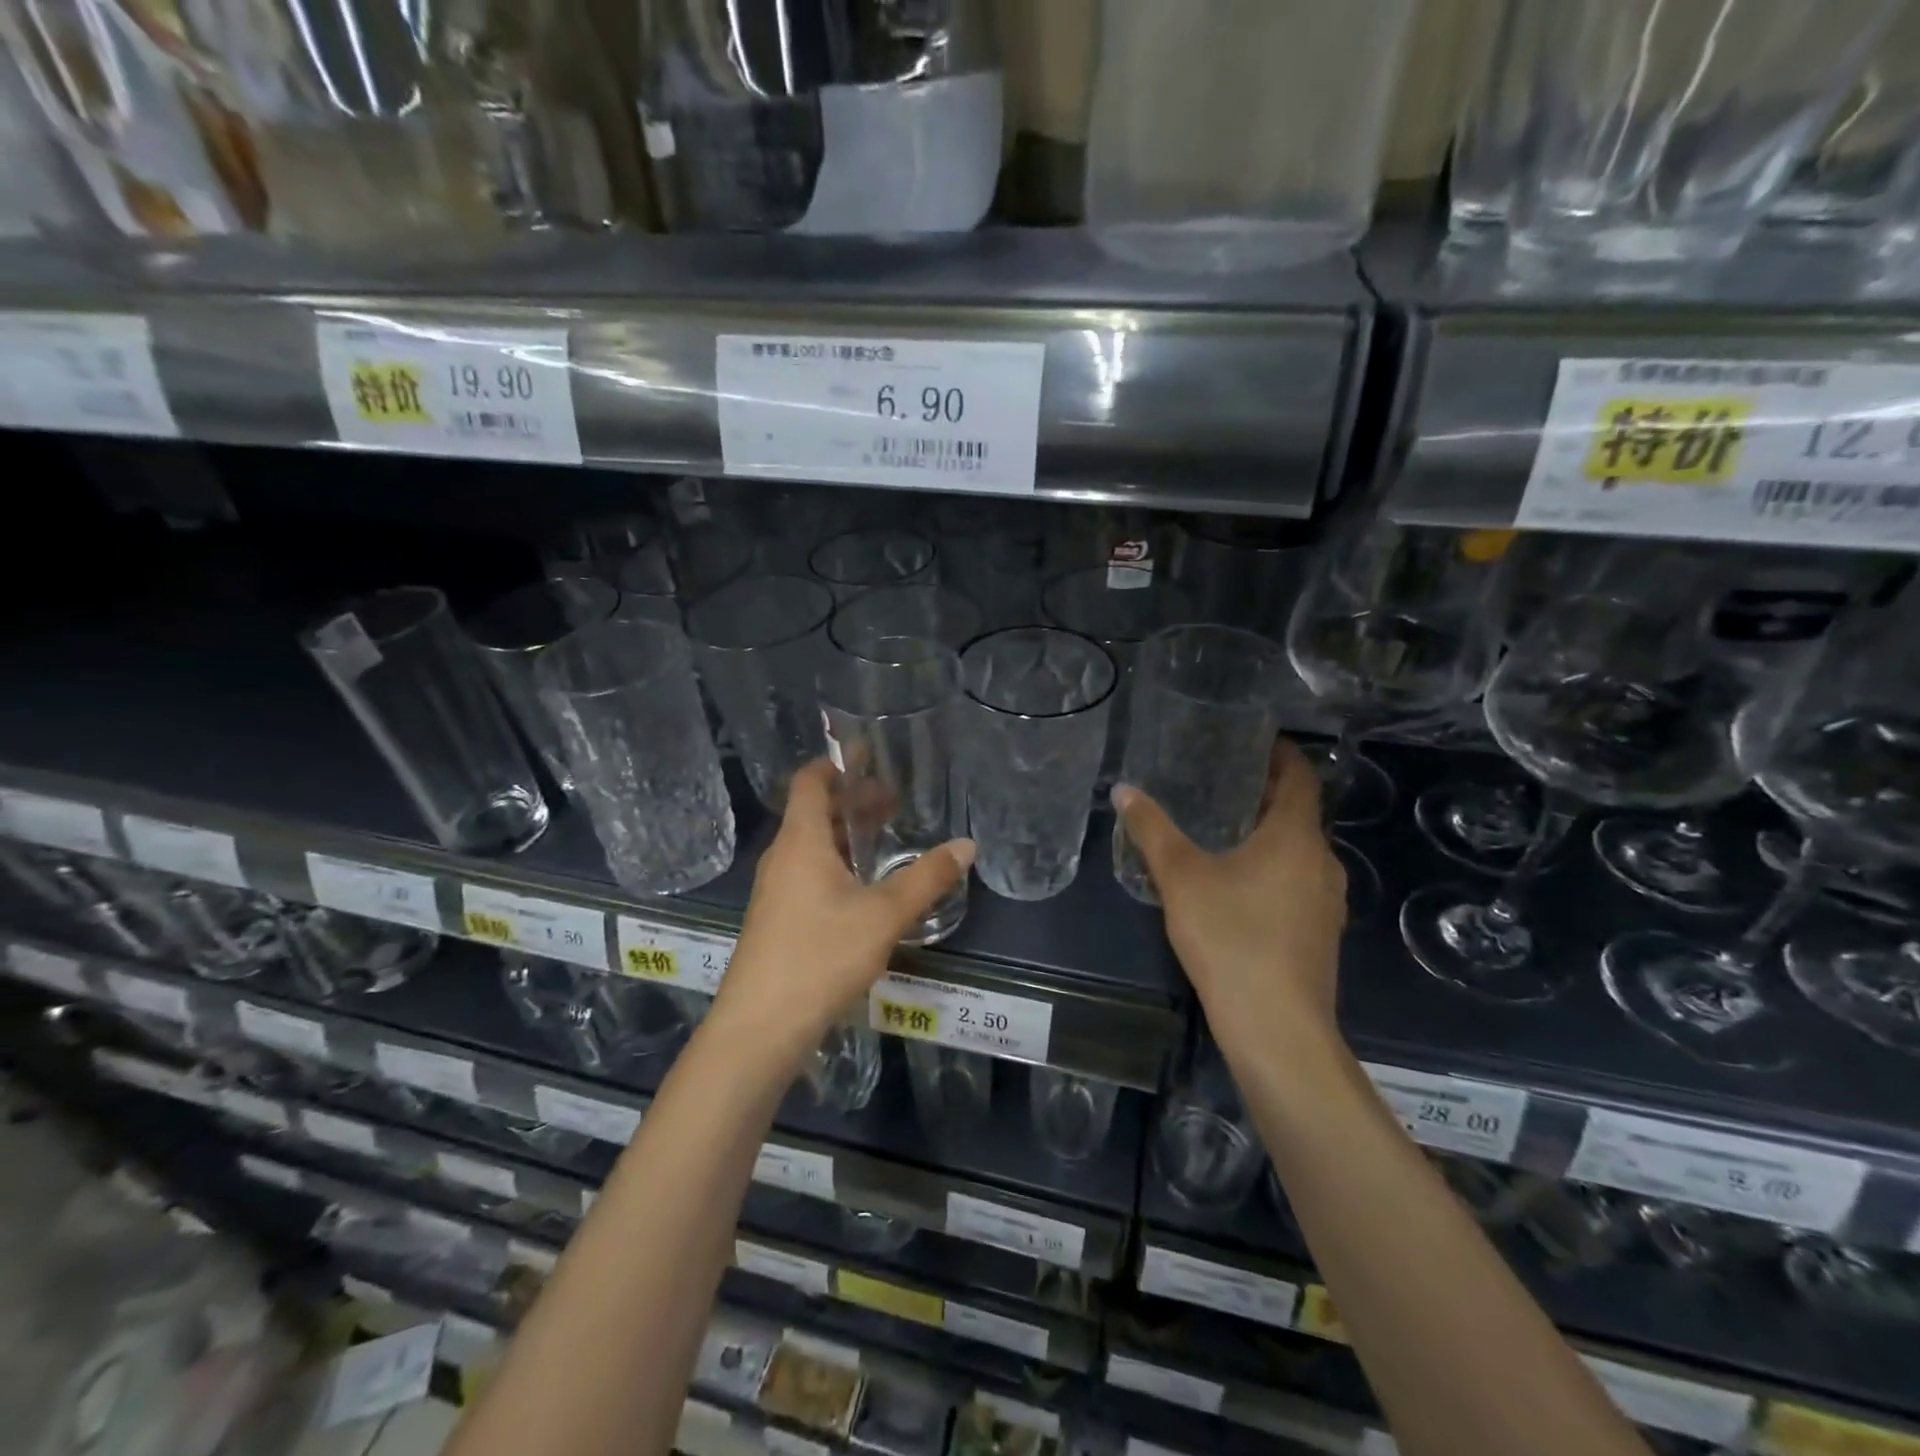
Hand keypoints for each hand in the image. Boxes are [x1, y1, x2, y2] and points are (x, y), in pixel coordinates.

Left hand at [709, 758, 974, 1068]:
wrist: (759, 1028)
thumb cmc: (820, 956)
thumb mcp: (884, 915)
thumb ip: (927, 878)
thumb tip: (967, 845)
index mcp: (801, 841)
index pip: (810, 781)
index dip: (837, 762)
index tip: (869, 753)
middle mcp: (783, 857)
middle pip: (815, 812)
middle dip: (853, 801)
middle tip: (894, 800)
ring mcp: (777, 890)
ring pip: (813, 846)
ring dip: (848, 835)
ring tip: (886, 839)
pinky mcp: (778, 919)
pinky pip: (810, 873)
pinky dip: (838, 864)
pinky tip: (866, 888)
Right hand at [1113, 740, 1345, 1054]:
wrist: (1276, 1026)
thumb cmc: (1231, 937)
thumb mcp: (1181, 877)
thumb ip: (1152, 831)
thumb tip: (1124, 790)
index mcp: (1295, 838)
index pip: (1300, 779)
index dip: (1283, 756)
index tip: (1257, 740)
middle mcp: (1322, 863)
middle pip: (1301, 815)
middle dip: (1268, 795)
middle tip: (1225, 781)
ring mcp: (1327, 902)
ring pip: (1300, 852)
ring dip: (1272, 834)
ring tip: (1228, 827)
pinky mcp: (1321, 934)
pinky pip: (1299, 882)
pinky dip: (1276, 868)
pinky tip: (1240, 883)